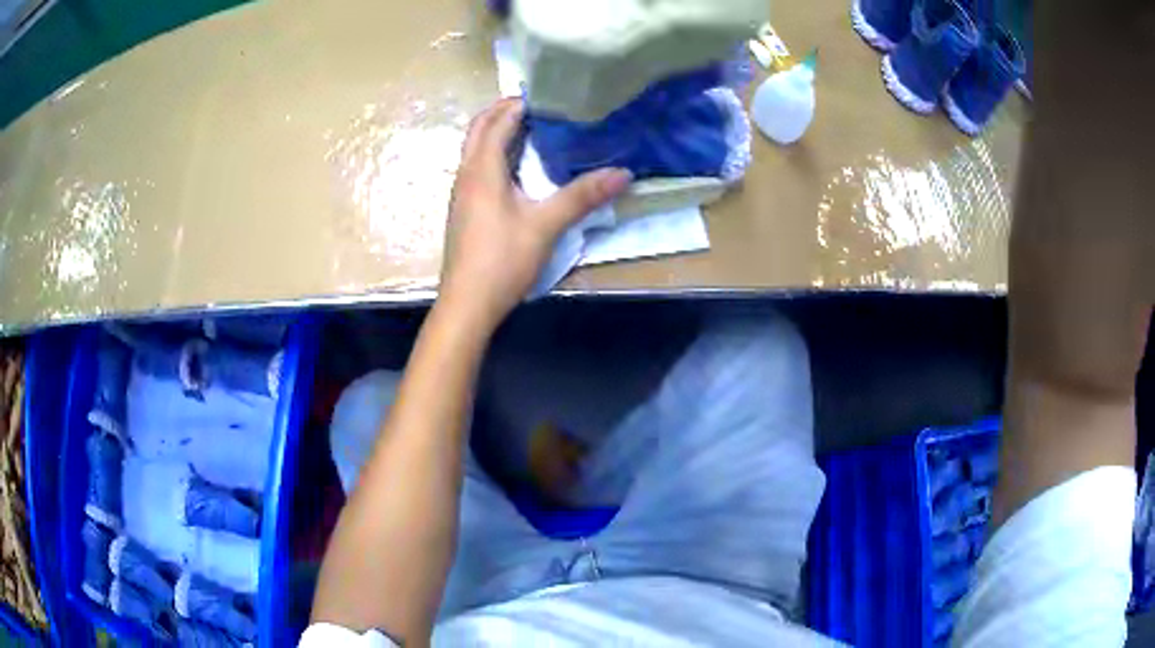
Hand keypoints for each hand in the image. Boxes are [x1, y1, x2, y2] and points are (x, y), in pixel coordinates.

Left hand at [437, 98, 630, 332]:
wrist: (467, 304)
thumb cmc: (502, 260)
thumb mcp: (546, 225)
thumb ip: (583, 196)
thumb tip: (623, 173)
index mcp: (481, 170)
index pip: (496, 122)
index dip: (518, 104)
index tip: (546, 94)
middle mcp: (466, 175)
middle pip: (478, 130)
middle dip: (503, 112)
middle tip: (537, 105)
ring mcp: (462, 194)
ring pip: (475, 149)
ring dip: (497, 132)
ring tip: (531, 128)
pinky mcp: (464, 211)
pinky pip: (478, 169)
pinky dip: (495, 155)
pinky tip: (517, 168)